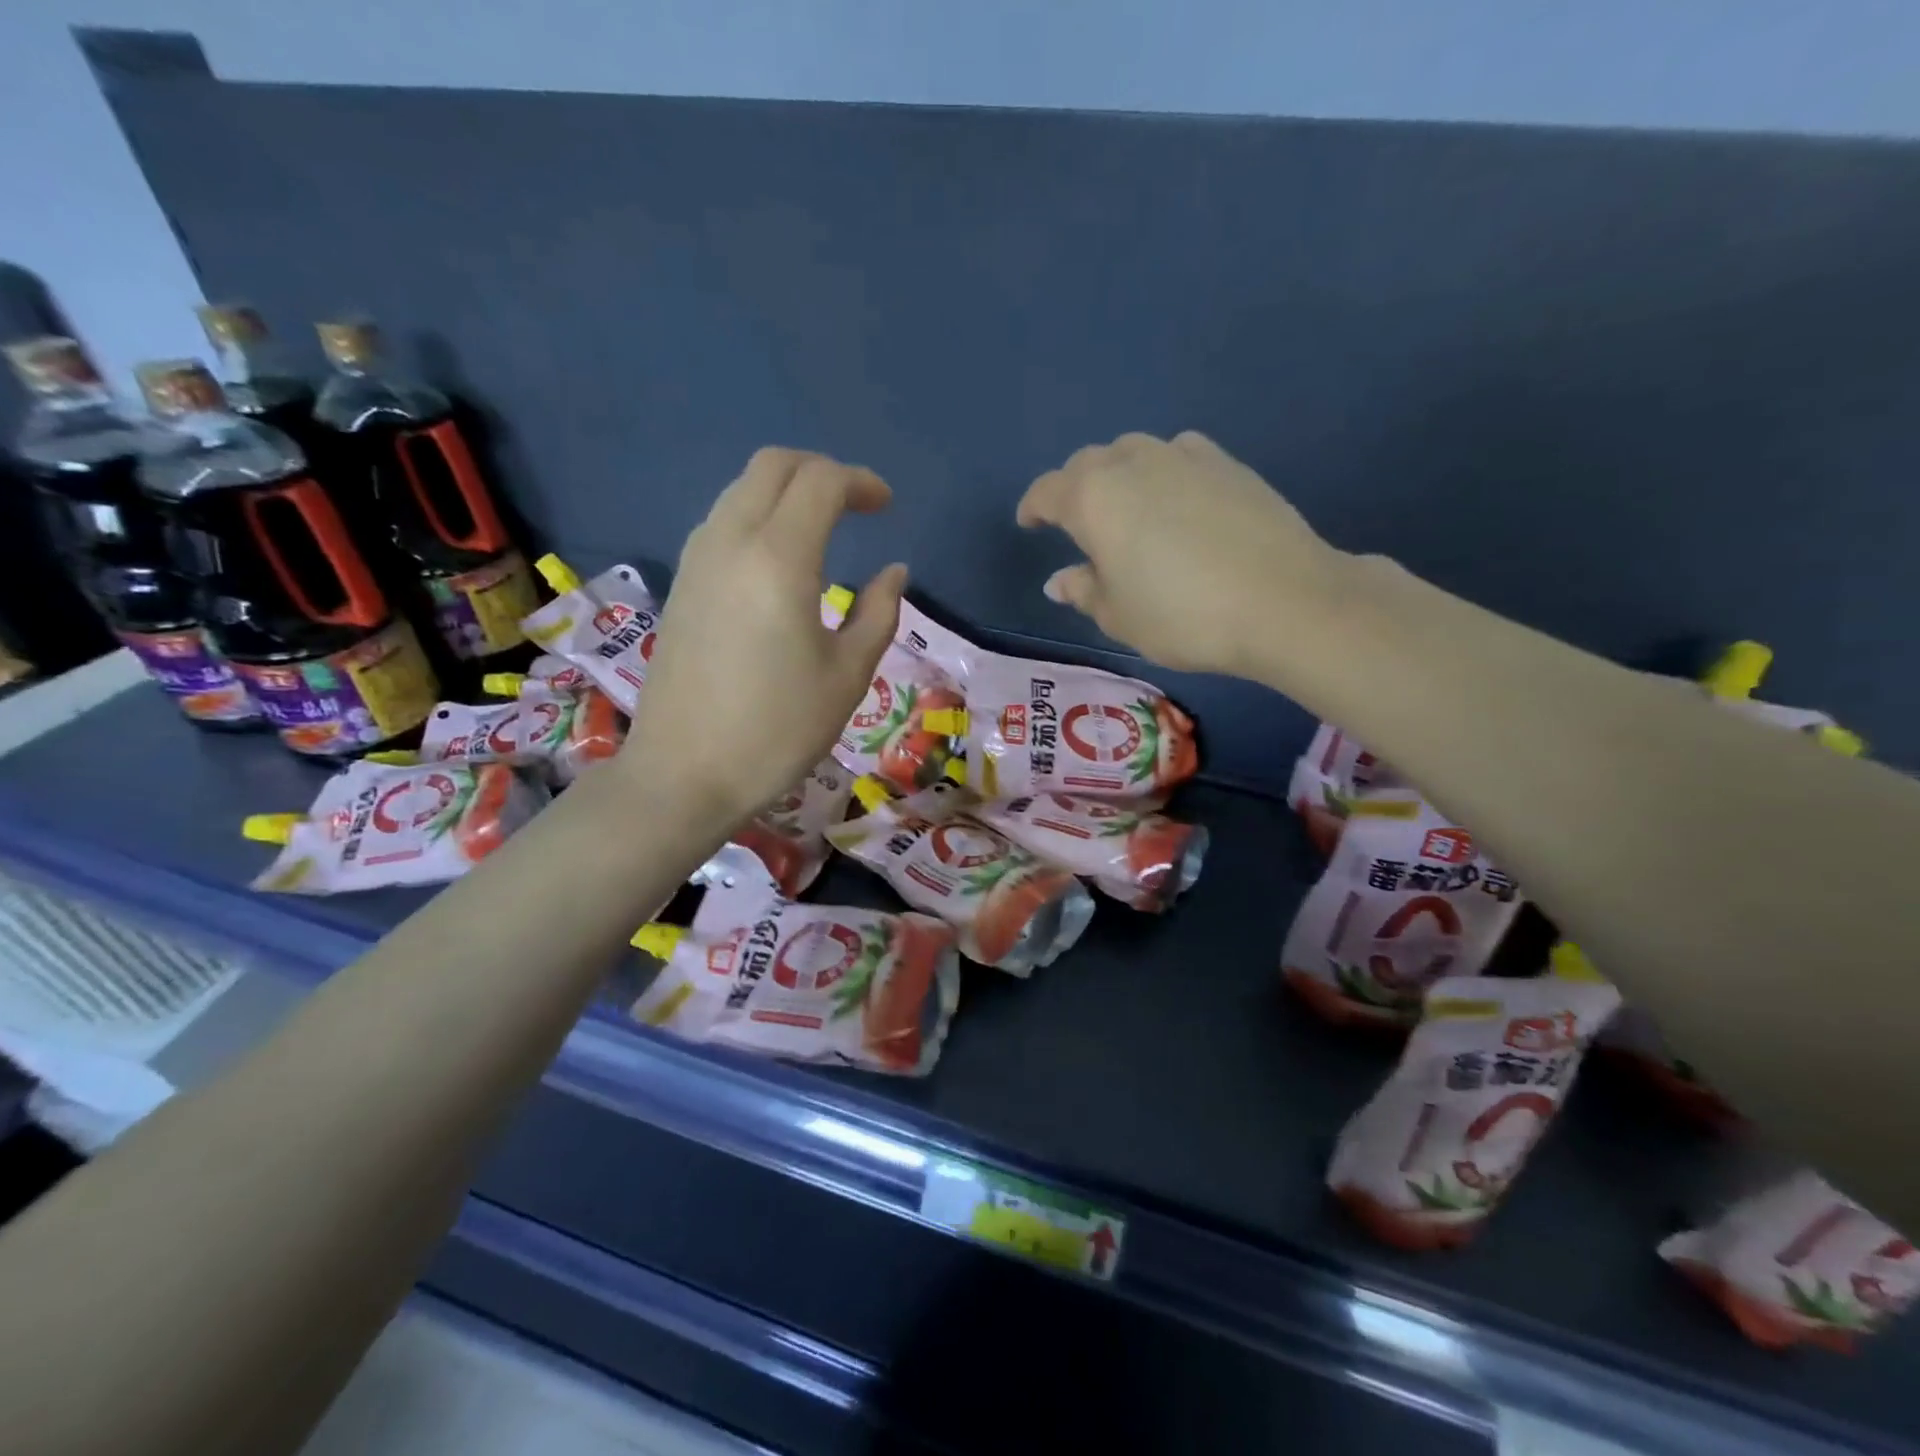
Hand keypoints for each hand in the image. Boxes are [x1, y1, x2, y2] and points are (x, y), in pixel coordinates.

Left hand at [619, 449, 906, 828]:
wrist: (685, 773)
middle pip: (773, 466)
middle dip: (821, 471)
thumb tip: (894, 573)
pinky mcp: (681, 583)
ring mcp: (697, 560)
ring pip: (741, 490)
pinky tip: (780, 558)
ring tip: (823, 527)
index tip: (887, 506)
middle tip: (856, 504)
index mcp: (779, 559)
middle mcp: (731, 542)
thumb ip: (878, 613)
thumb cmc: (777, 730)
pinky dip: (758, 515)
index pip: (820, 482)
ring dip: (785, 491)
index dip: (860, 482)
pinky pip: (722, 521)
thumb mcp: (848, 676)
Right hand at [1017, 432, 1343, 678]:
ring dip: (1118, 475)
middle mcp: (1132, 463)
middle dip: (1074, 489)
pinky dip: (1163, 472)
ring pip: (1133, 453)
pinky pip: (1177, 455)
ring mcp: (1184, 456)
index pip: (1048, 492)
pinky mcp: (1227, 462)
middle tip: (1077, 523)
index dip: (1033, 508)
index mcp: (1094, 499)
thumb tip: (1061, 579)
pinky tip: (1176, 500)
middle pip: (1088, 464)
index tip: (1029, 524)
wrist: (1284, 601)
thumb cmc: (1183, 616)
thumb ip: (1084, 591)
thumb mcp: (1120, 616)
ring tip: (1126, 509)